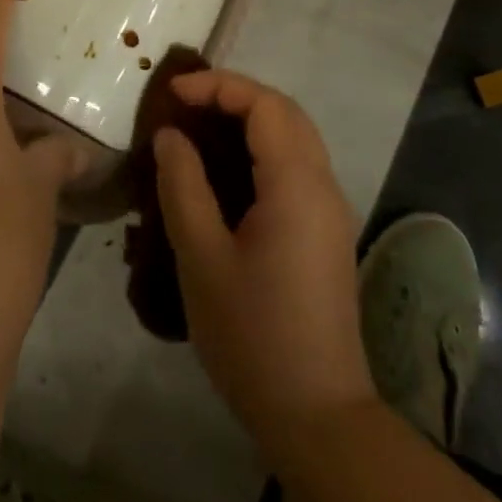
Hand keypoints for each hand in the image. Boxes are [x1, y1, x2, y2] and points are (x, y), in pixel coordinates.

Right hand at [153, 70, 375, 455]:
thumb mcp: (202, 258)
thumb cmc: (252, 336)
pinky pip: (298, 164)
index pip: (264, 104)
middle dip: (236, 95)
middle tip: (186, 104)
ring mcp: (331, 209)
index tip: (172, 94)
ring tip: (201, 126)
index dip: (218, 87)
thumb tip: (170, 136)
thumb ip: (183, 186)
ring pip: (296, 136)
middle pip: (285, 112)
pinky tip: (229, 169)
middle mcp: (323, 184)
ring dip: (252, 118)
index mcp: (297, 184)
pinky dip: (264, 146)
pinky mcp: (327, 231)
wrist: (317, 414)